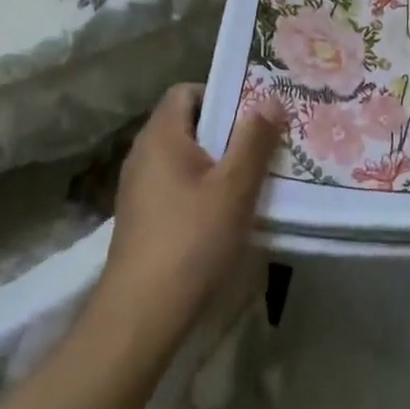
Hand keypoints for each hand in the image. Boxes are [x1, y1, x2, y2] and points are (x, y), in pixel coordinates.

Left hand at [98, 84, 283, 331]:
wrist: (139, 317)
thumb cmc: (191, 240)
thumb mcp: (234, 187)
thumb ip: (254, 139)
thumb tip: (271, 97)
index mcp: (160, 135)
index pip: (187, 91)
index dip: (221, 93)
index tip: (254, 110)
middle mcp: (143, 153)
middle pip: (188, 123)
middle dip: (227, 129)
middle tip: (264, 140)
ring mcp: (139, 188)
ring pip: (184, 157)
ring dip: (217, 161)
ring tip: (253, 176)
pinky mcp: (142, 219)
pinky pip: (176, 184)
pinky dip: (202, 187)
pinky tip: (226, 212)